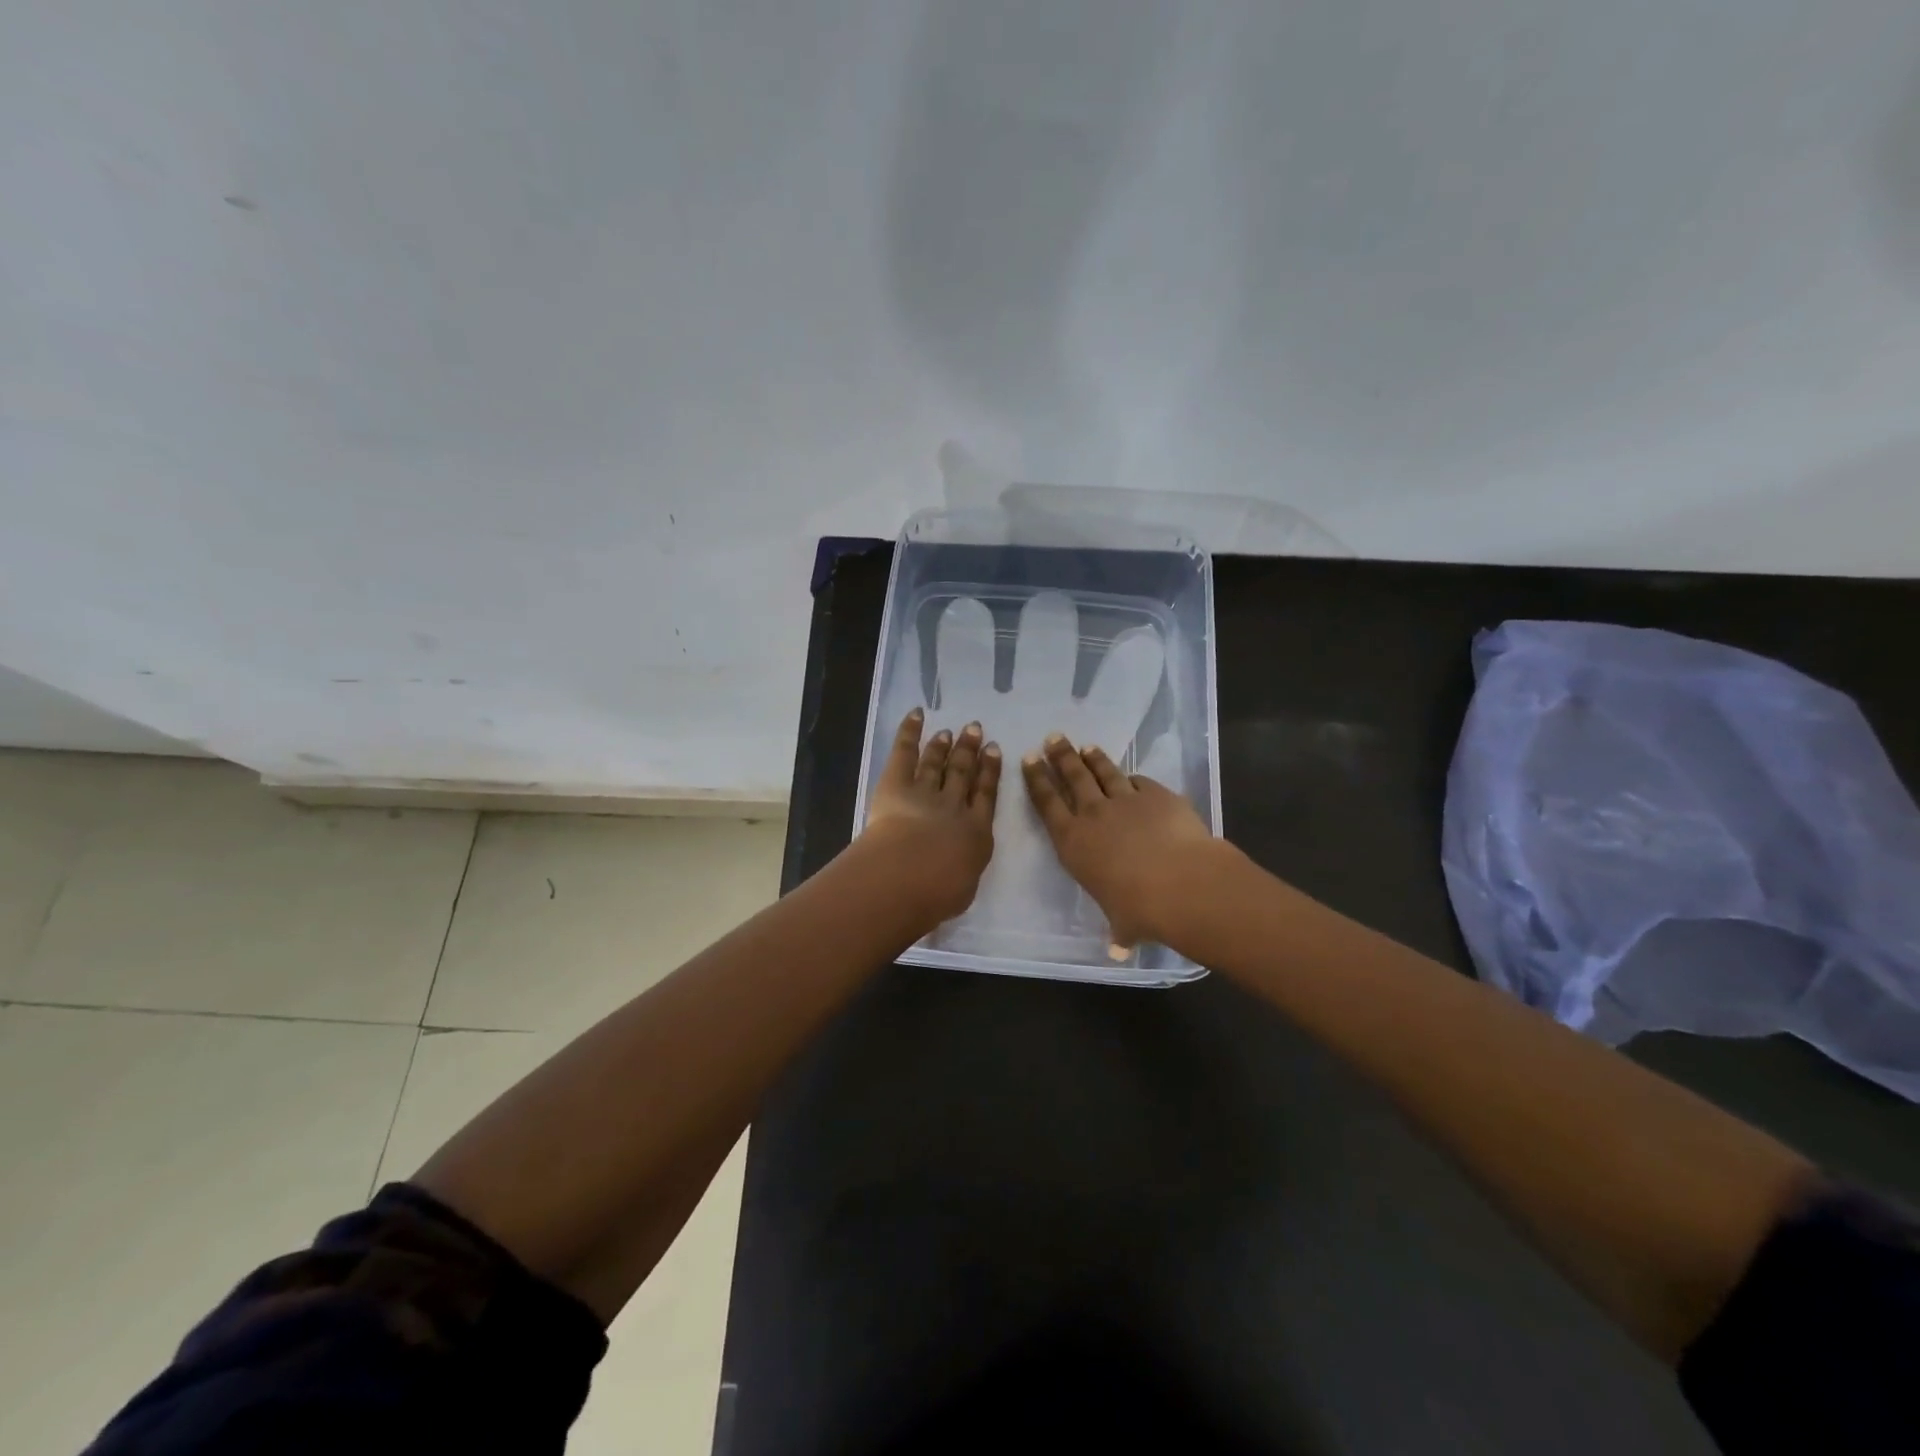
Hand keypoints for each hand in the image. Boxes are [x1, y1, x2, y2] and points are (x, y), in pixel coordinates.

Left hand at [860, 708, 1002, 924]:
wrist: (909, 875)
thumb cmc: (939, 892)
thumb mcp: (963, 887)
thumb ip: (964, 870)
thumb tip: (960, 865)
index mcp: (976, 832)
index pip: (986, 796)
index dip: (990, 772)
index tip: (995, 751)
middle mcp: (954, 806)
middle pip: (963, 773)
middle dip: (970, 751)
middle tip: (975, 730)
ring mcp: (925, 791)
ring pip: (937, 763)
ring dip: (944, 745)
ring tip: (950, 730)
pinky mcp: (896, 784)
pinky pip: (905, 752)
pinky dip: (910, 731)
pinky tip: (917, 714)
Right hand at [1022, 731, 1220, 947]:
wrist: (1183, 883)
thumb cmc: (1140, 909)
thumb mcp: (1122, 924)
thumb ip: (1118, 932)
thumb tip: (1118, 950)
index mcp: (1073, 843)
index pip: (1047, 804)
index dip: (1037, 780)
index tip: (1029, 759)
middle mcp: (1094, 815)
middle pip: (1073, 778)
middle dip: (1061, 756)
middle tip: (1053, 738)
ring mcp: (1126, 800)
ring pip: (1104, 772)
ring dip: (1093, 758)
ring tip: (1085, 746)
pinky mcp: (1157, 795)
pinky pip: (1139, 781)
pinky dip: (1132, 778)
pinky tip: (1131, 776)